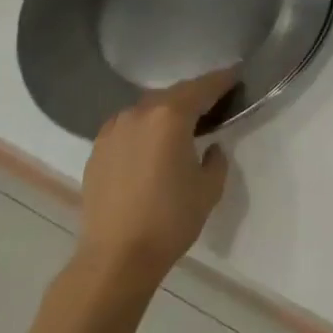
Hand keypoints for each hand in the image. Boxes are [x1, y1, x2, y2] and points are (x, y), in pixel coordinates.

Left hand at [76, 71, 233, 286]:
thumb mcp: (209, 188)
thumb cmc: (171, 219)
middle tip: (212, 102)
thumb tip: (209, 147)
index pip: (203, 87)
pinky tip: (151, 145)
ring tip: (181, 124)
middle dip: (194, 95)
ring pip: (147, 109)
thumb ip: (216, 158)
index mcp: (171, 116)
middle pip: (173, 94)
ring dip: (166, 111)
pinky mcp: (97, 150)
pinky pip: (127, 127)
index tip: (236, 74)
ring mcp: (113, 130)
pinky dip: (144, 128)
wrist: (116, 257)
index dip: (222, 80)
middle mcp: (139, 113)